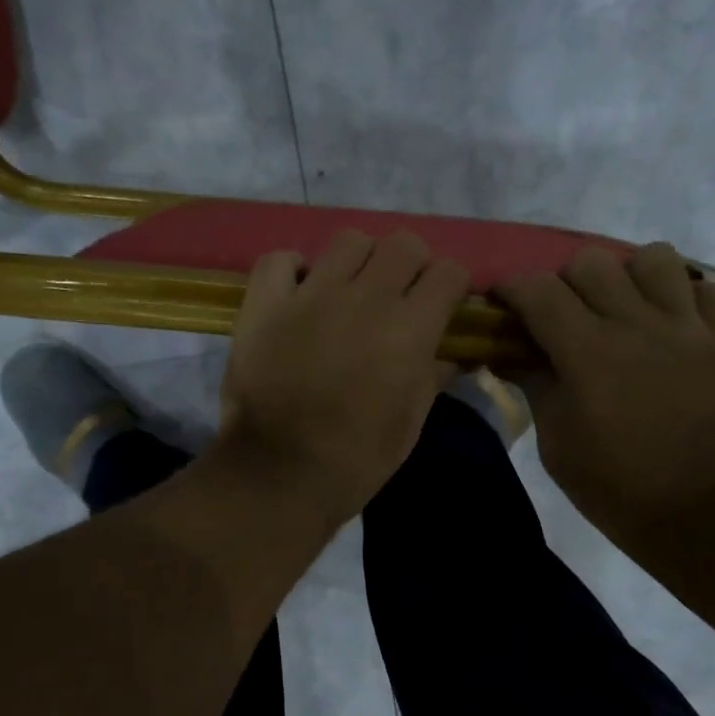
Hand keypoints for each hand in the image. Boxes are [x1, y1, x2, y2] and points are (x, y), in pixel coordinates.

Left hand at [220, 230, 469, 523]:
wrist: (278, 474)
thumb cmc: (355, 460)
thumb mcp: (409, 425)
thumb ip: (432, 377)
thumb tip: (447, 353)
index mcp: (409, 329)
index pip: (449, 273)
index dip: (450, 288)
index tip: (442, 307)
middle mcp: (365, 298)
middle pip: (403, 244)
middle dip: (411, 266)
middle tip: (398, 298)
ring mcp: (310, 295)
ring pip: (349, 240)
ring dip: (359, 261)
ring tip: (349, 292)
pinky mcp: (264, 303)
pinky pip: (281, 259)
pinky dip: (293, 270)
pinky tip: (298, 293)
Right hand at [497, 242, 714, 561]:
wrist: (703, 512)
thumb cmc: (615, 486)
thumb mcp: (556, 443)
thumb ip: (534, 385)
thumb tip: (508, 353)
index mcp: (588, 353)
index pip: (538, 291)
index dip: (512, 289)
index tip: (503, 304)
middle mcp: (637, 325)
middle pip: (590, 263)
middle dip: (564, 283)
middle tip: (562, 316)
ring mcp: (689, 328)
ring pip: (654, 258)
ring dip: (627, 277)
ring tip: (622, 309)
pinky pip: (704, 288)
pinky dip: (680, 297)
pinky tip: (668, 326)